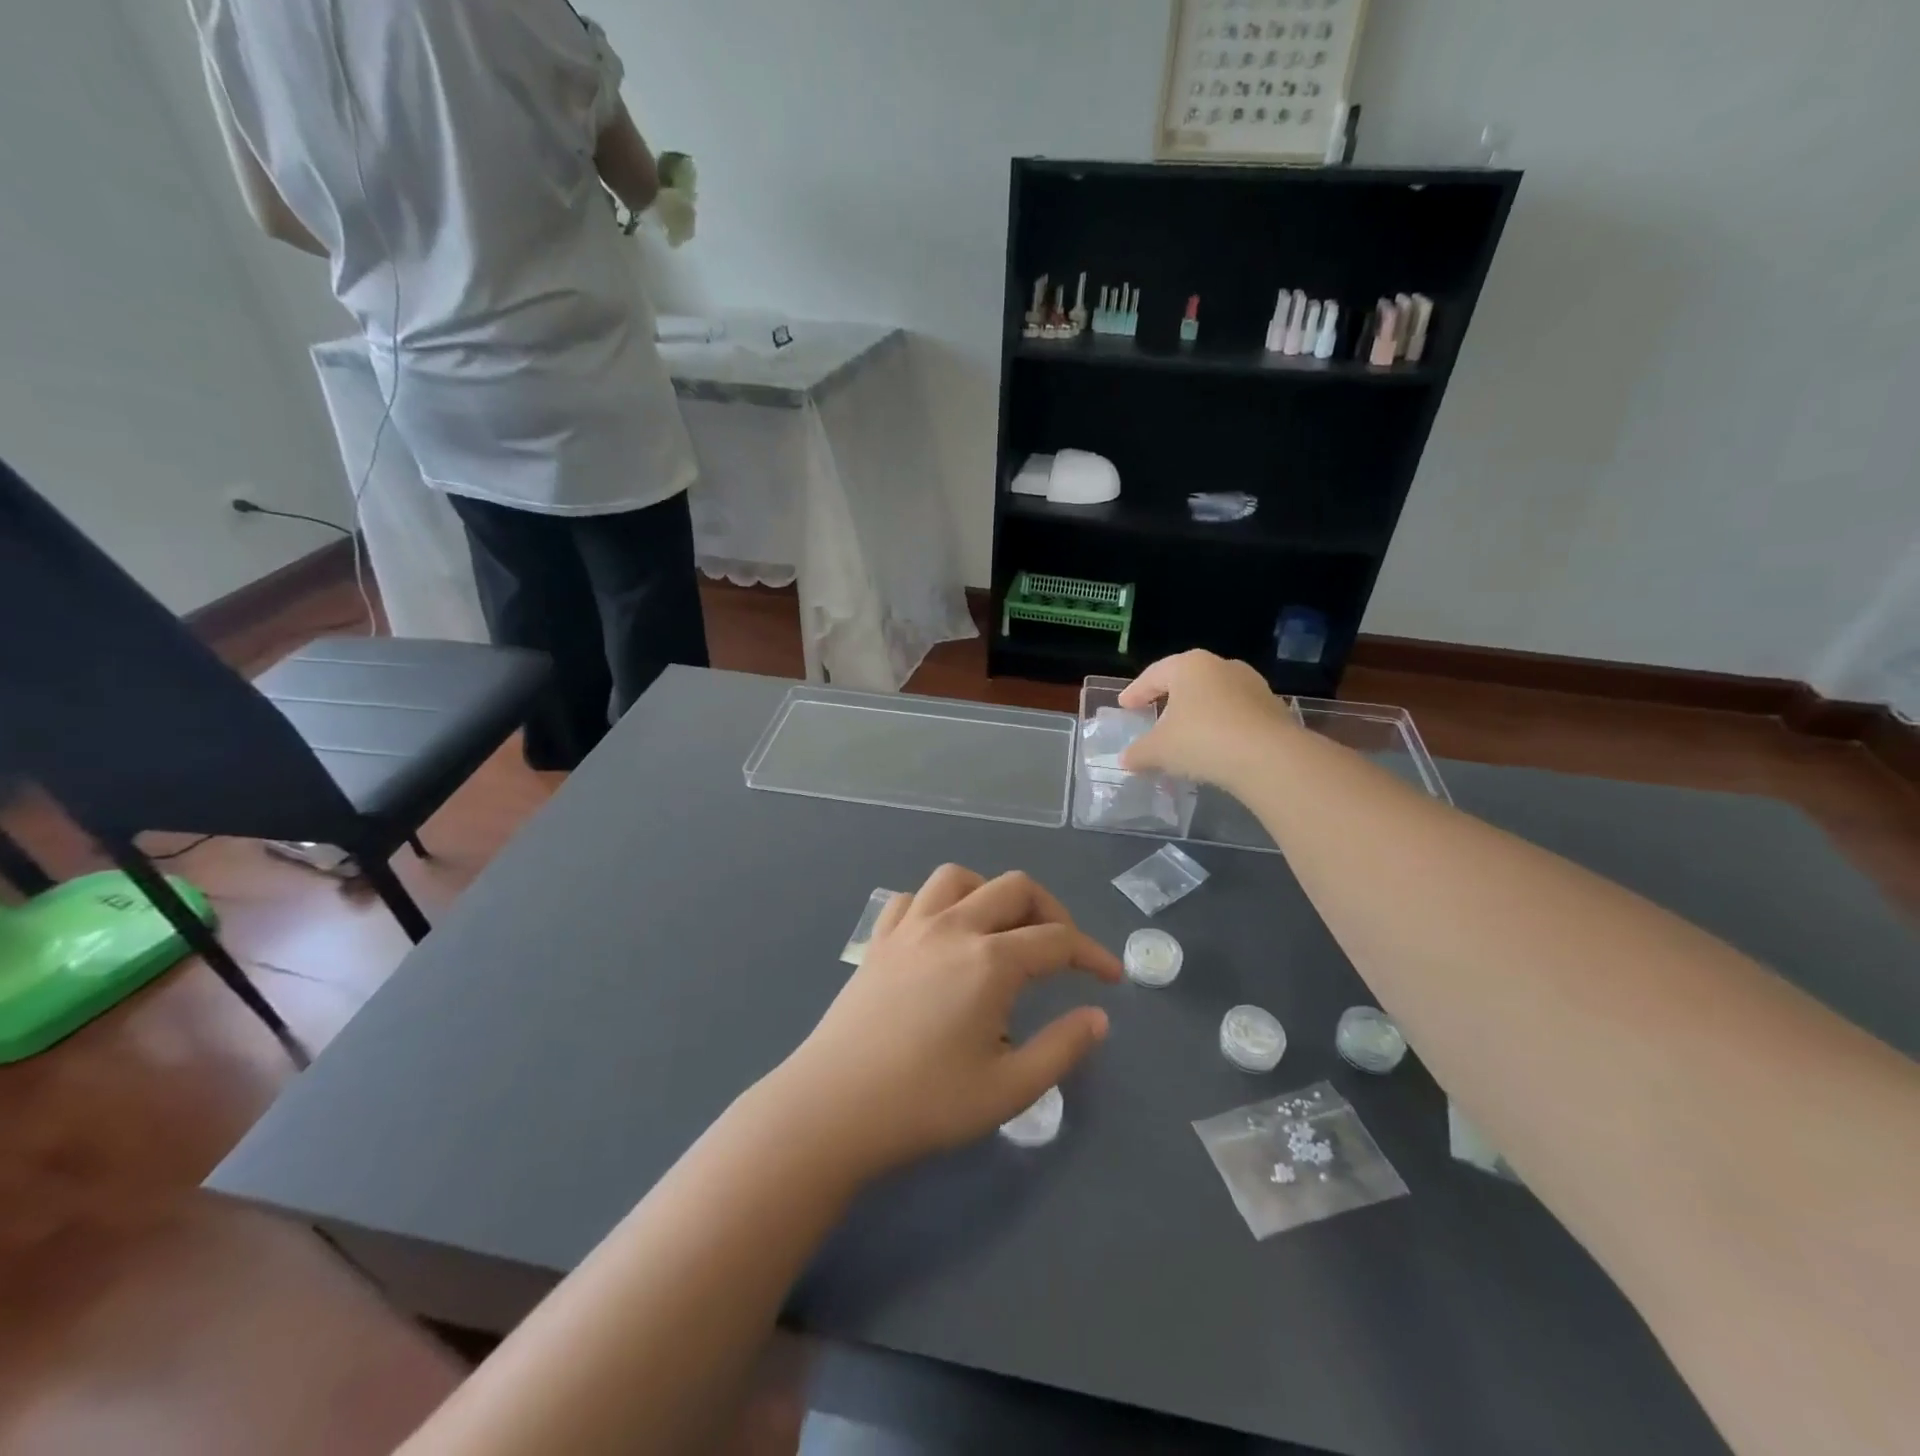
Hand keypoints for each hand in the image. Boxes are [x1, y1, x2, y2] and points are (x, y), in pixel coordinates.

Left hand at [776, 866, 1121, 1178]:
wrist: (833, 1109)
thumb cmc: (925, 1104)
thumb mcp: (1008, 1089)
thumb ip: (1062, 1049)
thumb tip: (1098, 1017)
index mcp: (991, 961)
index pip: (1058, 940)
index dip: (1093, 955)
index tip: (1111, 979)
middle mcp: (953, 927)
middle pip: (1015, 889)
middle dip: (1051, 912)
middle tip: (1063, 952)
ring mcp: (910, 928)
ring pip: (959, 878)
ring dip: (991, 893)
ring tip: (1002, 931)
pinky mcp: (879, 941)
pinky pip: (913, 898)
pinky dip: (937, 904)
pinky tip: (942, 936)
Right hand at [1118, 650, 1294, 788]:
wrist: (1269, 757)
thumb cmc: (1202, 740)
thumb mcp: (1159, 750)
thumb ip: (1138, 752)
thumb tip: (1126, 759)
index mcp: (1189, 666)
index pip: (1153, 675)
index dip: (1136, 692)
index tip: (1125, 705)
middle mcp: (1221, 666)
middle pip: (1186, 680)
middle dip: (1169, 697)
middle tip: (1154, 713)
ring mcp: (1252, 685)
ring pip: (1214, 695)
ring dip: (1198, 711)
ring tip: (1187, 732)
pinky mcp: (1273, 707)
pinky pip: (1236, 713)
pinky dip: (1221, 725)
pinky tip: (1215, 745)